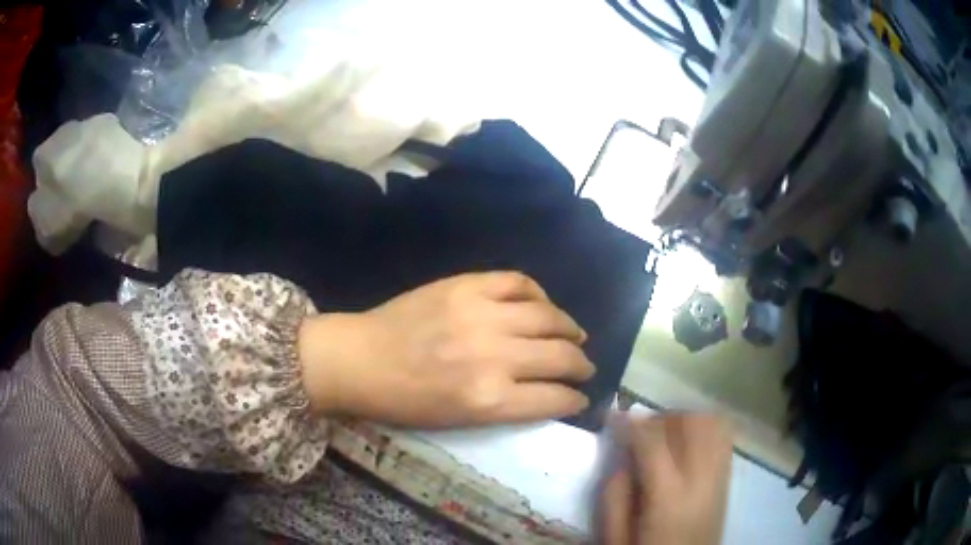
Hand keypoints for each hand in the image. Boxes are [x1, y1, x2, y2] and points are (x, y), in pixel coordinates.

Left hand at [297, 271, 594, 426]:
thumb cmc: (405, 401)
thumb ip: (507, 406)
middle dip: (581, 366)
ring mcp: (481, 315)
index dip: (574, 399)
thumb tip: (545, 392)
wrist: (361, 359)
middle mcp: (494, 357)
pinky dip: (538, 292)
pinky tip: (541, 304)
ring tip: (574, 335)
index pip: (554, 398)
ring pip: (548, 317)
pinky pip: (518, 281)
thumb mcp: (458, 420)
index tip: (580, 397)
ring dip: (569, 328)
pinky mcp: (466, 285)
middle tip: (585, 367)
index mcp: (489, 400)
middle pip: (560, 357)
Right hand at [599, 413, 732, 544]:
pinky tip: (687, 440)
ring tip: (664, 435)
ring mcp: (719, 475)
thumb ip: (613, 493)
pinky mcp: (727, 477)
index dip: (630, 422)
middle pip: (689, 422)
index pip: (652, 441)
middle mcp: (701, 478)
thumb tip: (622, 453)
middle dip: (661, 418)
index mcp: (668, 495)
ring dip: (684, 419)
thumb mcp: (615, 535)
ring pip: (711, 422)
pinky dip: (705, 426)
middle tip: (640, 432)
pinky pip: (723, 435)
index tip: (612, 415)